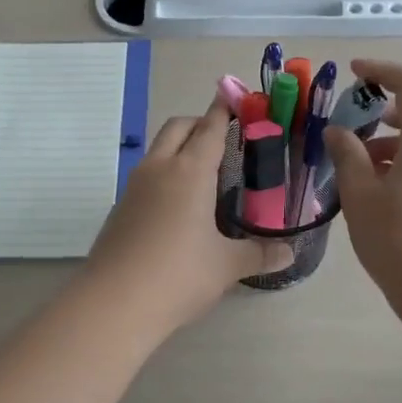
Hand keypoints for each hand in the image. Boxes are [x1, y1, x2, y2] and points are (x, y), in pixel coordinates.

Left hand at [86, 97, 291, 331]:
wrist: (113, 304)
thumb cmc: (178, 275)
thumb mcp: (226, 266)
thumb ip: (259, 254)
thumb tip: (288, 253)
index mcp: (189, 172)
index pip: (210, 128)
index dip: (224, 111)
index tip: (236, 98)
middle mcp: (159, 169)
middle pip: (178, 127)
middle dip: (200, 123)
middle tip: (225, 139)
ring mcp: (133, 187)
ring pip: (158, 150)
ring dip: (180, 148)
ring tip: (205, 175)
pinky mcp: (119, 209)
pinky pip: (146, 177)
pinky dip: (165, 175)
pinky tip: (178, 207)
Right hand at [323, 59, 401, 296]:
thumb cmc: (397, 239)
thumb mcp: (360, 194)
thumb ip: (347, 155)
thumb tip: (338, 132)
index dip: (383, 71)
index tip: (354, 73)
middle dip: (380, 120)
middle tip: (348, 137)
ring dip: (390, 151)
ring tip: (357, 179)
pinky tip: (381, 202)